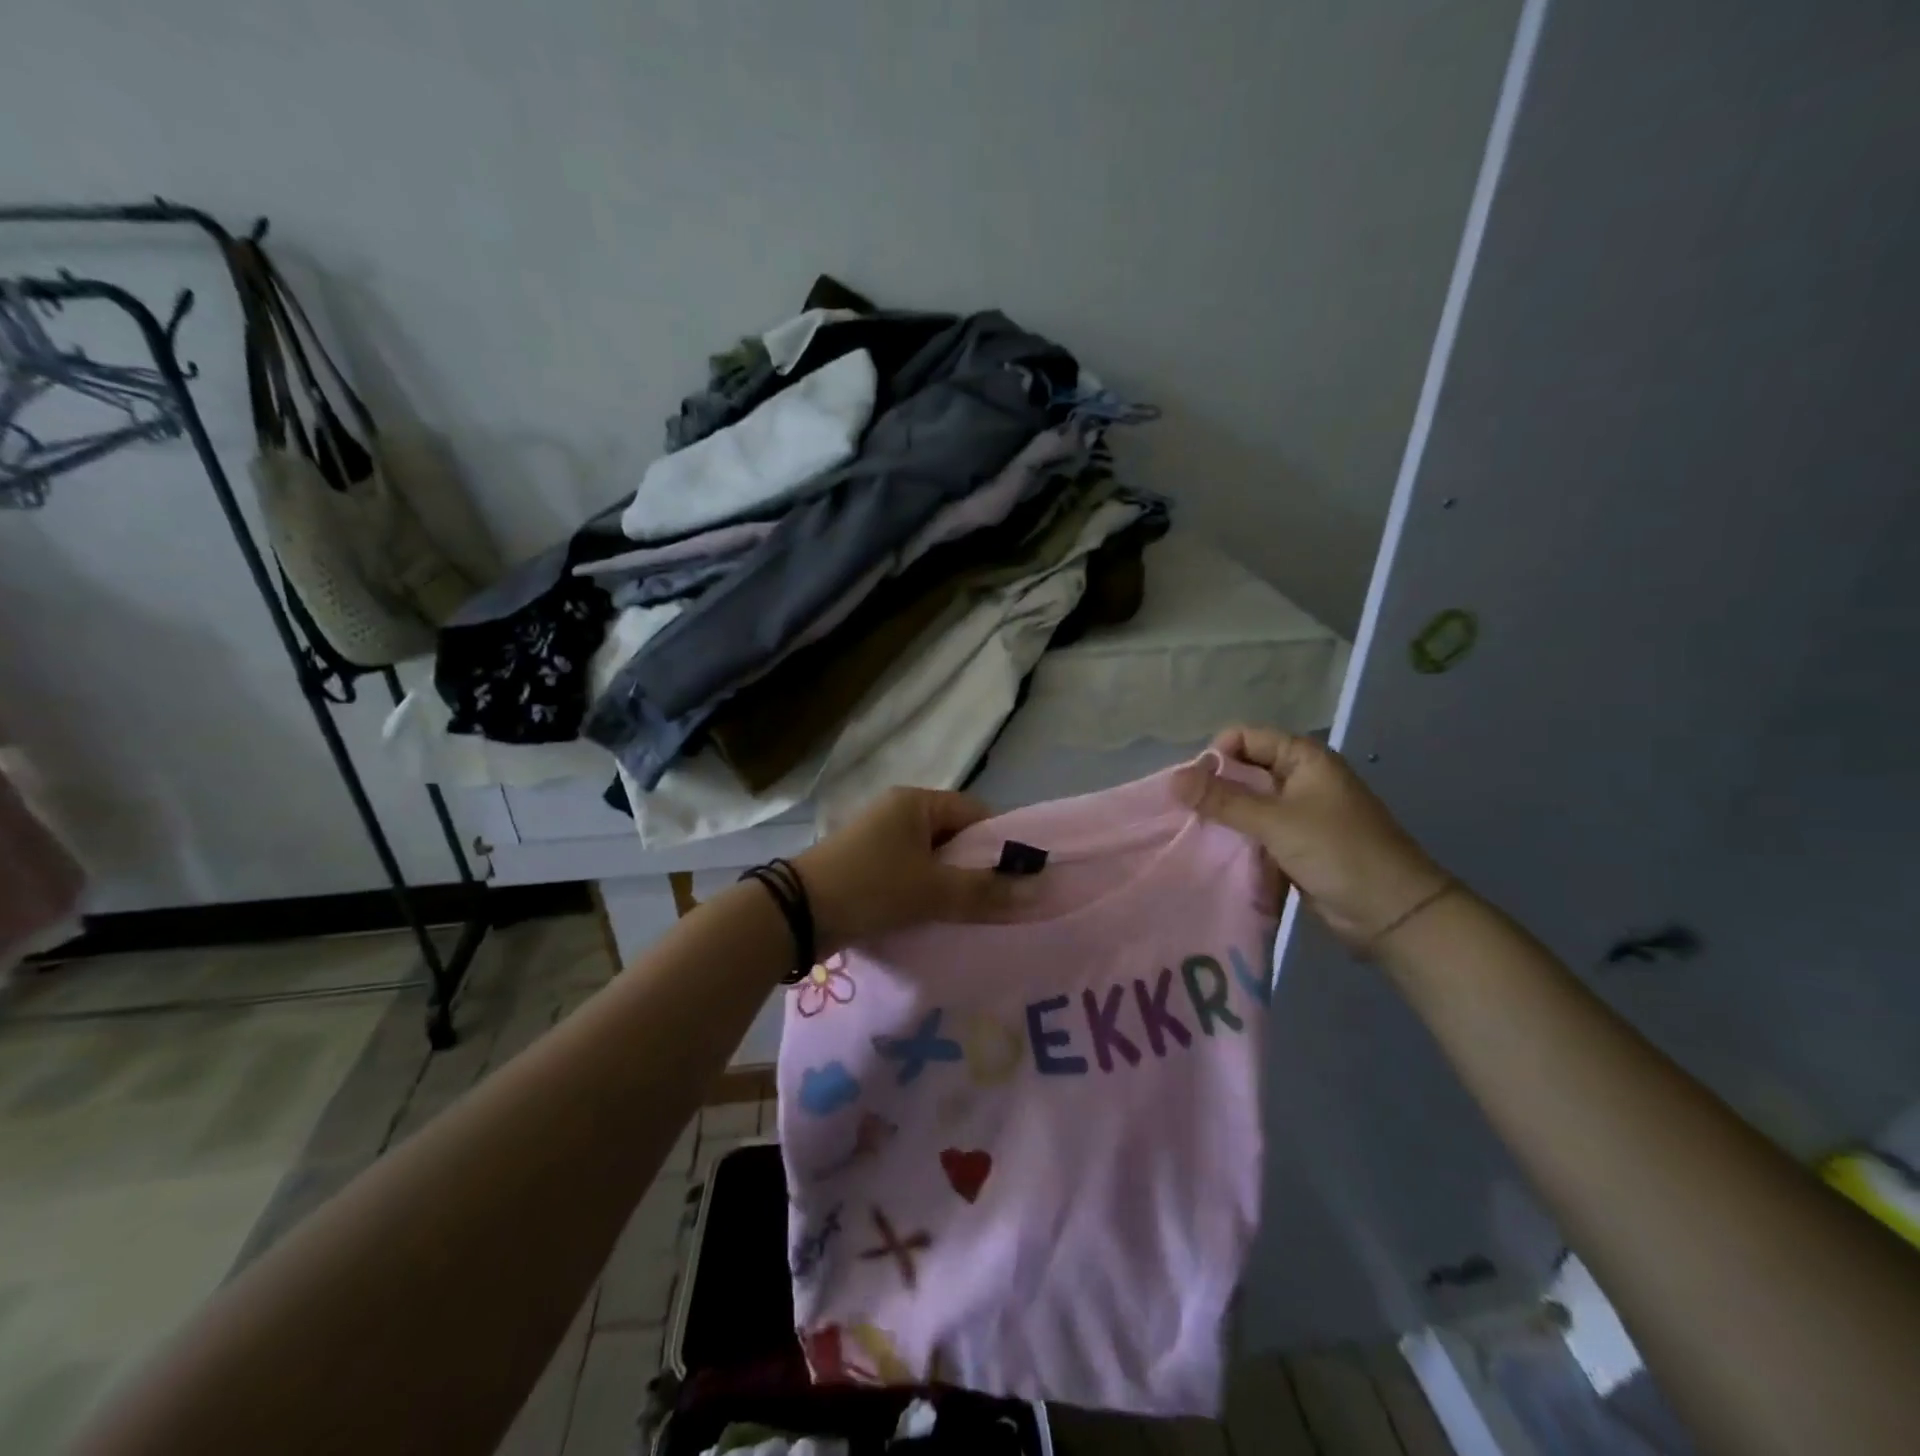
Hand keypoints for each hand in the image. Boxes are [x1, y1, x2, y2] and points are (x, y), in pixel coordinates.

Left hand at [794, 787, 1037, 952]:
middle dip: (977, 868)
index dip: (1001, 843)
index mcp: (915, 803)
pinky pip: (911, 875)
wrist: (795, 915)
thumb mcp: (933, 890)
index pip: (975, 813)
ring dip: (953, 885)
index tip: (1020, 878)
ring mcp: (880, 841)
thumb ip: (986, 891)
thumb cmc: (870, 888)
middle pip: (955, 837)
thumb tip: (1040, 891)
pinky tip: (940, 919)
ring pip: (934, 860)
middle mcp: (899, 814)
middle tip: (1000, 901)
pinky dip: (928, 894)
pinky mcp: (868, 867)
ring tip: (974, 915)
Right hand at [1174, 726, 1449, 948]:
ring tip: (1191, 831)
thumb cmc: (1338, 852)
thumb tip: (1172, 779)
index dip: (1216, 755)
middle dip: (1214, 786)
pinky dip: (1235, 837)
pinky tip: (1212, 849)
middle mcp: (1299, 778)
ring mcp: (1297, 813)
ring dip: (1222, 814)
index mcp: (1303, 758)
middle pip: (1243, 770)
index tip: (1192, 786)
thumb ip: (1223, 800)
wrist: (1391, 913)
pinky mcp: (1293, 844)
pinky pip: (1255, 830)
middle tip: (1184, 811)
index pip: (1245, 738)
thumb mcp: (1276, 822)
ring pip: (1246, 803)